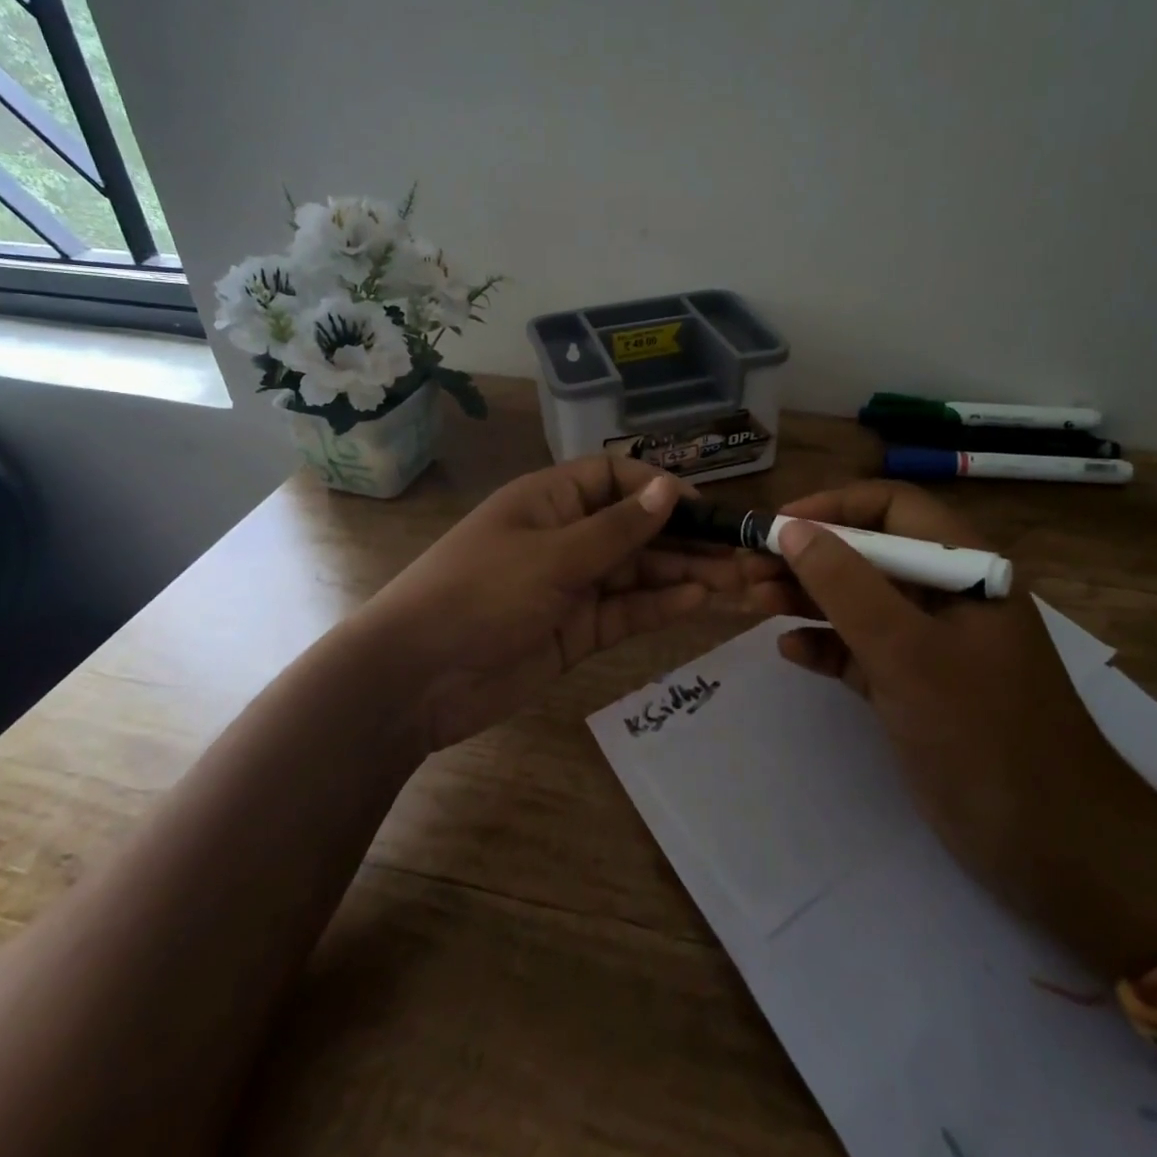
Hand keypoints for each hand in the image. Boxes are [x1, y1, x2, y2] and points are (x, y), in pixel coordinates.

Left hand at [357, 455, 769, 751]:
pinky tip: (698, 601)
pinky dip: (658, 606)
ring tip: (735, 579)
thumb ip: (617, 529)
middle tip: (739, 553)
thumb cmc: (480, 594)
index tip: (700, 508)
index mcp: (550, 501)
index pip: (614, 478)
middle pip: (634, 529)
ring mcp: (571, 586)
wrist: (417, 679)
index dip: (657, 489)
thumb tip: (670, 489)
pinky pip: (625, 611)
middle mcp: (565, 537)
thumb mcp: (552, 556)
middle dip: (683, 538)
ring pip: (636, 573)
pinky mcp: (576, 631)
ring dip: (682, 574)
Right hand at [745, 481, 1156, 974]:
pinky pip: (862, 652)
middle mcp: (948, 597)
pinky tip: (790, 651)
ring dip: (808, 598)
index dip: (834, 507)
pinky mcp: (917, 689)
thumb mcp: (907, 652)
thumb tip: (793, 530)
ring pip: (860, 603)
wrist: (1057, 849)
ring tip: (754, 601)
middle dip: (808, 556)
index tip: (779, 526)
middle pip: (868, 554)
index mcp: (964, 568)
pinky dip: (827, 646)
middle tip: (750, 569)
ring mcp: (932, 646)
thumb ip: (846, 586)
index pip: (893, 507)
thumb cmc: (983, 733)